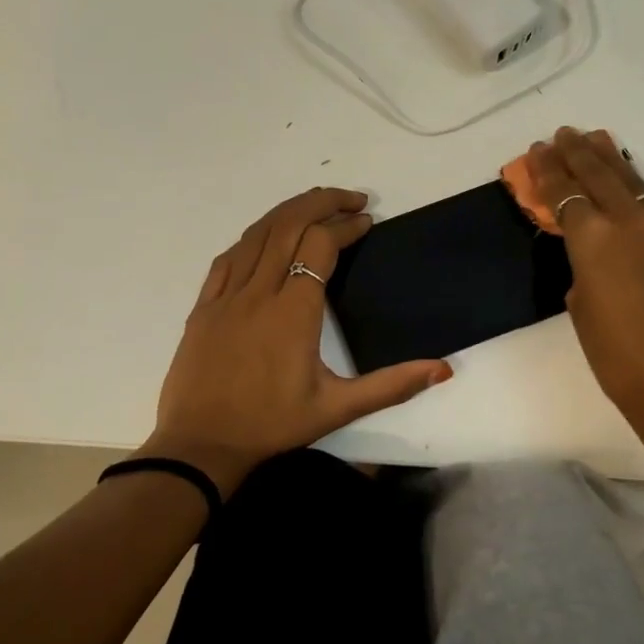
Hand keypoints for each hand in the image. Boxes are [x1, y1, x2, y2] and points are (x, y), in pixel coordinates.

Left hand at [142, 187, 452, 494]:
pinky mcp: (204, 306)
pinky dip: (253, 237)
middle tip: (351, 198)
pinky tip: (266, 237)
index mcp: (294, 311)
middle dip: (322, 202)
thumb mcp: (338, 408)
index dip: (346, 226)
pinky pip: (228, 257)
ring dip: (288, 211)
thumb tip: (443, 368)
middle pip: (289, 225)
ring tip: (316, 204)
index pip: (321, 245)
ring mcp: (226, 296)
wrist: (200, 445)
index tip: (367, 222)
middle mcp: (259, 292)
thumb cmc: (272, 425)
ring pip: (257, 234)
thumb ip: (392, 385)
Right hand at [525, 128, 643, 452]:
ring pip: (636, 186)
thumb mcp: (582, 310)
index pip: (565, 194)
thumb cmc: (619, 358)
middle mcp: (632, 223)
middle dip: (578, 153)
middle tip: (564, 133)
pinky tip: (635, 201)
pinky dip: (640, 199)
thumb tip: (593, 261)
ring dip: (614, 162)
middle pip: (601, 176)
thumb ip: (584, 272)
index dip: (548, 171)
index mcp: (595, 239)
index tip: (537, 150)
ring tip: (599, 140)